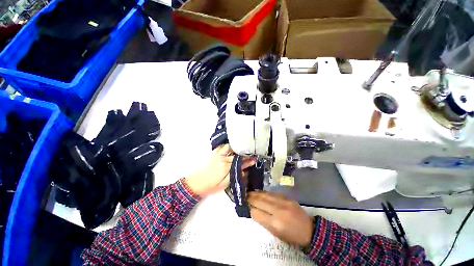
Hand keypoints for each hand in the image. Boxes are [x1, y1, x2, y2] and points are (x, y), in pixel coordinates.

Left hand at [185, 144, 255, 196]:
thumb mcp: (224, 185)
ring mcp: (217, 155)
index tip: (254, 159)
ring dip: (235, 149)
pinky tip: (229, 148)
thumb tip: (243, 171)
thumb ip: (234, 176)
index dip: (247, 160)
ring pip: (229, 147)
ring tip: (240, 151)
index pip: (239, 162)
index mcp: (226, 167)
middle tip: (249, 155)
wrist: (195, 184)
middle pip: (236, 155)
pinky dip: (226, 146)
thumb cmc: (210, 186)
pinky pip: (220, 147)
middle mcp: (222, 158)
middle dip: (244, 155)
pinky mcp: (213, 154)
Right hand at [248, 191, 314, 246]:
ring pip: (266, 195)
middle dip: (251, 198)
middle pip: (260, 201)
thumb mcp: (276, 234)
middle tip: (244, 196)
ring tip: (250, 193)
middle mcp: (278, 210)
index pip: (257, 213)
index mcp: (275, 223)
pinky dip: (265, 193)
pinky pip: (273, 193)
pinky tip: (260, 192)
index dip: (250, 209)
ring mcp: (283, 202)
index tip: (245, 206)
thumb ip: (264, 222)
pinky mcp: (287, 198)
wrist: (309, 230)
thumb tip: (254, 211)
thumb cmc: (292, 236)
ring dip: (256, 194)